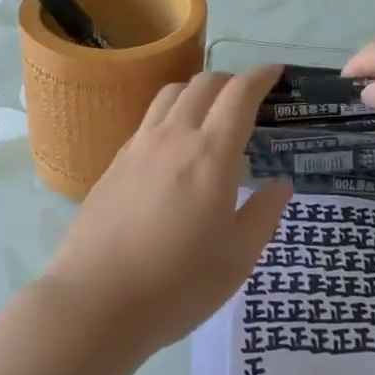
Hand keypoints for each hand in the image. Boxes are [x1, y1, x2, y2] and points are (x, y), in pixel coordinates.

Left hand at [44, 65, 292, 355]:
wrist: (95, 302)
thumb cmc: (177, 285)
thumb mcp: (237, 259)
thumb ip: (263, 215)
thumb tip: (280, 185)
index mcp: (211, 155)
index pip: (239, 95)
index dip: (261, 77)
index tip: (275, 72)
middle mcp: (173, 138)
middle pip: (203, 84)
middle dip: (231, 81)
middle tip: (248, 98)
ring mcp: (138, 147)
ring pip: (170, 94)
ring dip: (197, 90)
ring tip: (210, 112)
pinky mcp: (114, 163)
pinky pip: (148, 119)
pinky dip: (170, 113)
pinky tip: (174, 145)